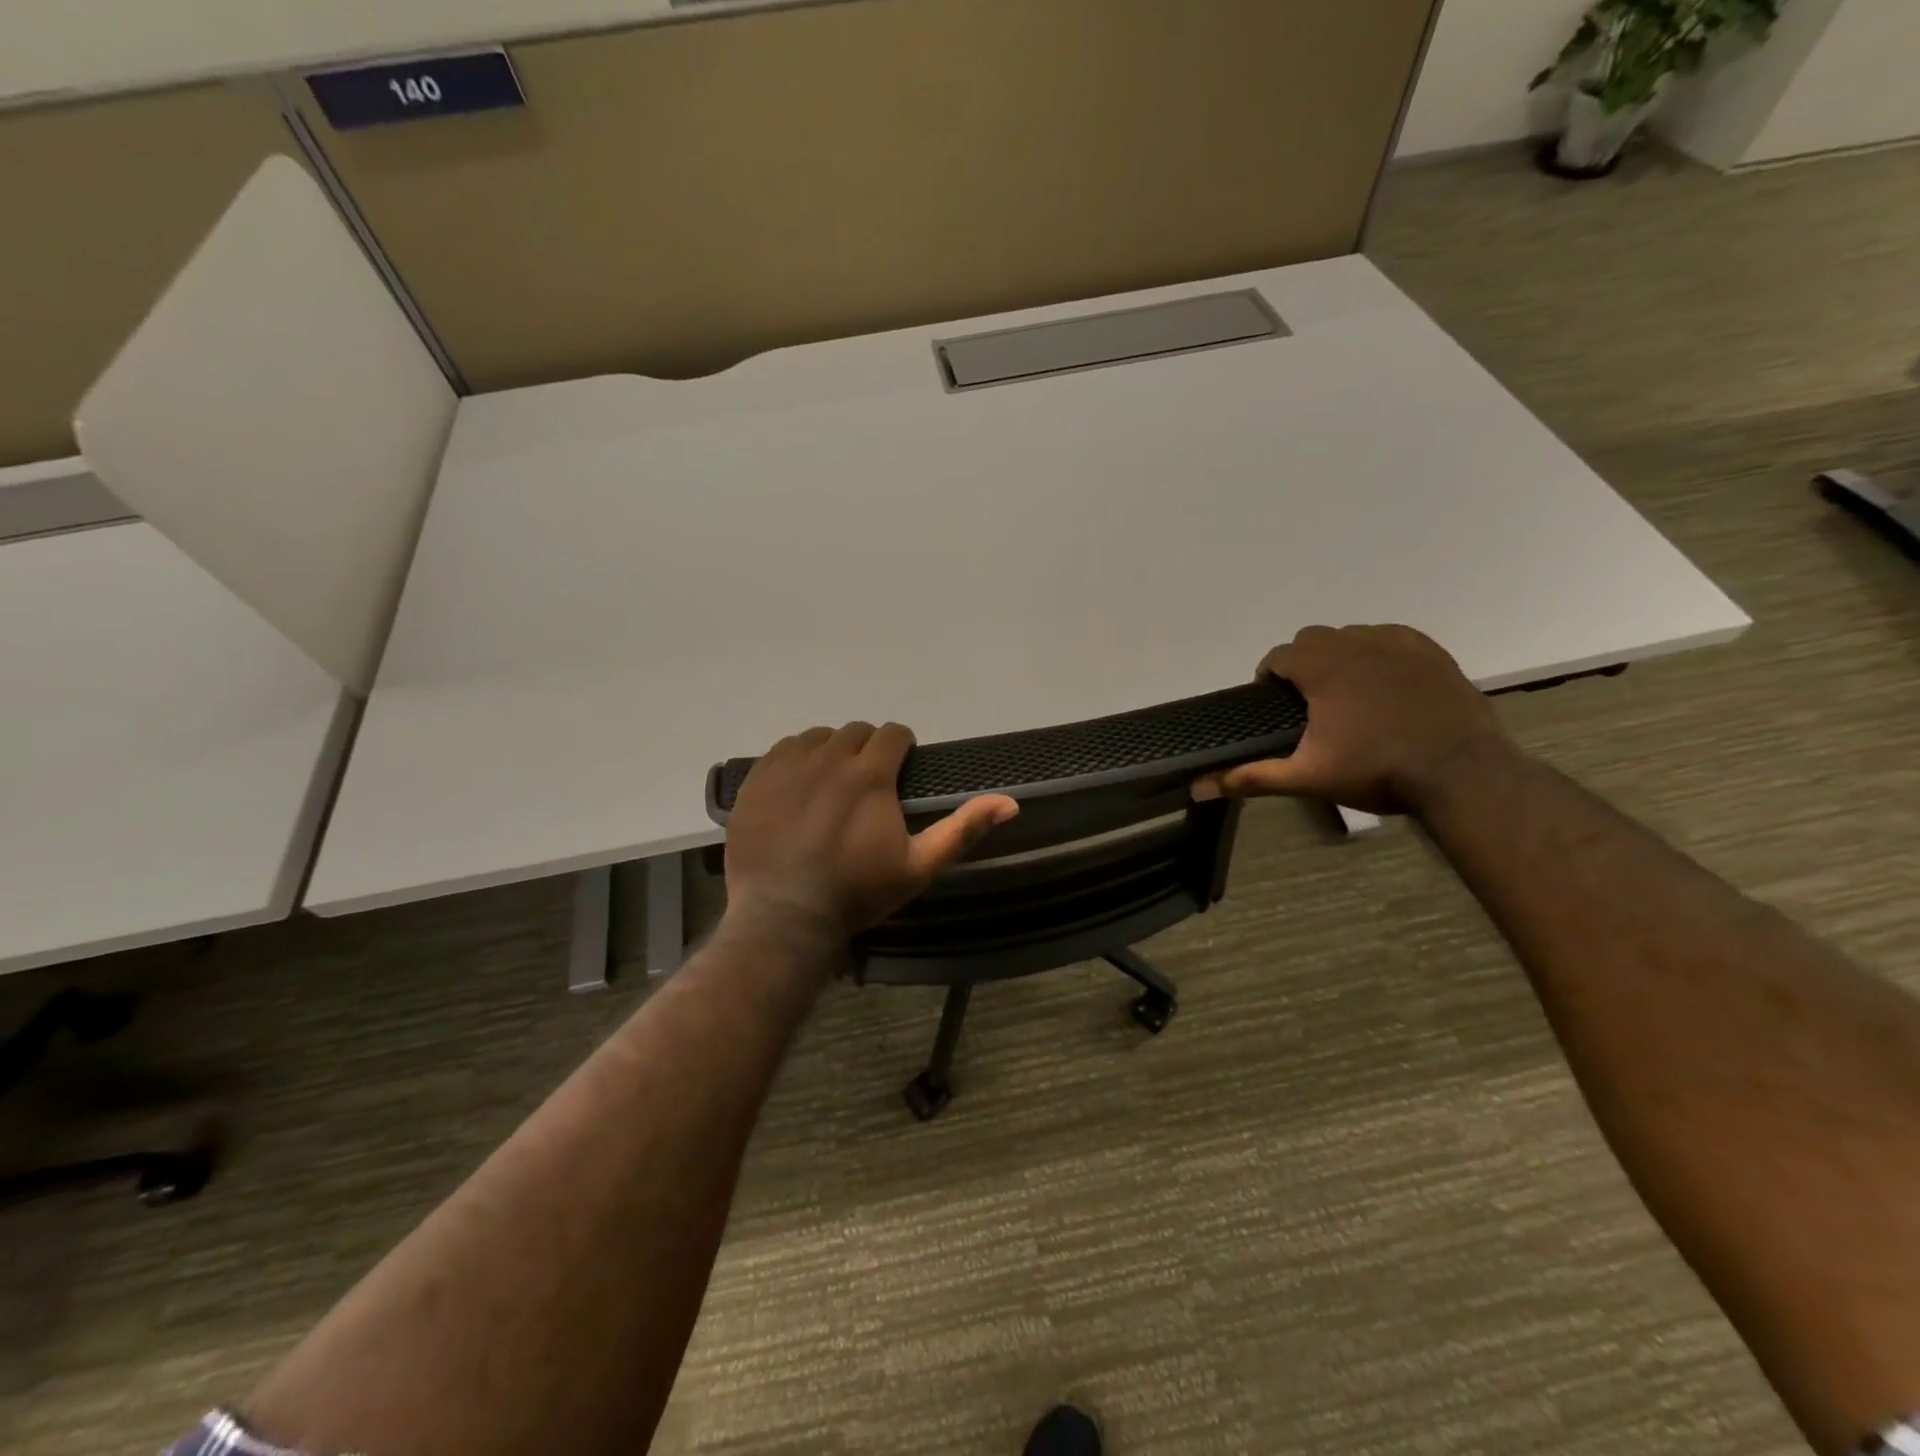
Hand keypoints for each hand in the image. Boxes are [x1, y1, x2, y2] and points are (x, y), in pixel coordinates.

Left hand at [724, 722, 1018, 939]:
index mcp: (870, 773)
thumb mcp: (918, 867)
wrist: (783, 916)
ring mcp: (789, 765)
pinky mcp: (758, 778)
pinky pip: (783, 749)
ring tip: (832, 783)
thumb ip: (963, 830)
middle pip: (856, 731)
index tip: (900, 770)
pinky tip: (799, 787)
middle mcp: (830, 757)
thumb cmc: (857, 893)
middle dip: (868, 749)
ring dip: (832, 751)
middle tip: (867, 783)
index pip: (893, 734)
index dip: (901, 748)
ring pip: (818, 737)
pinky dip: (797, 759)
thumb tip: (1011, 802)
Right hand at [1191, 624, 1513, 815]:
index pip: (1278, 656)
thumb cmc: (1377, 771)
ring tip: (1348, 695)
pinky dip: (1378, 653)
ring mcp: (1397, 643)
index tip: (1275, 704)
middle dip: (1303, 663)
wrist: (1461, 773)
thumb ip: (1253, 776)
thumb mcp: (1308, 777)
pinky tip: (1386, 685)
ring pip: (1351, 635)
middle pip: (1312, 639)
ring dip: (1339, 656)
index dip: (1270, 678)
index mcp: (1321, 668)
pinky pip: (1390, 638)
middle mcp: (1355, 643)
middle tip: (1310, 703)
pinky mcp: (1430, 651)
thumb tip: (1200, 787)